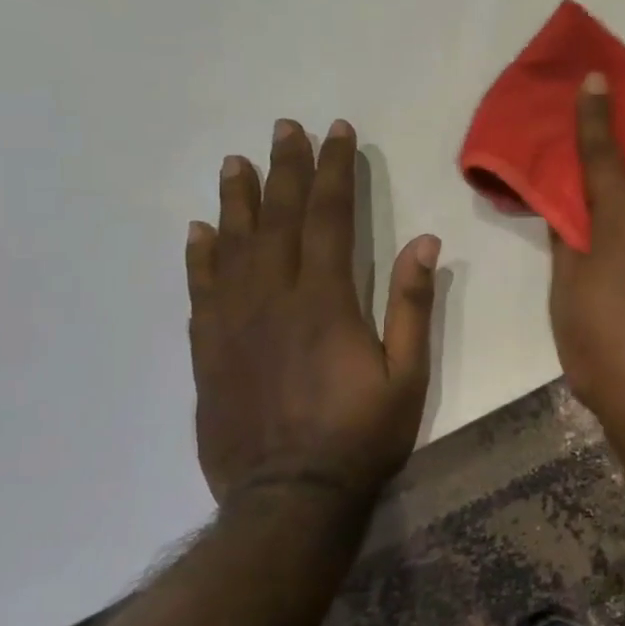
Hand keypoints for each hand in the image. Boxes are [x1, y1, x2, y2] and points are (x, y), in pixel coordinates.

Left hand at [187, 118, 439, 505]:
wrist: (289, 497)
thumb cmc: (361, 435)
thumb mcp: (407, 374)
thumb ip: (411, 305)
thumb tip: (424, 241)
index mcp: (327, 301)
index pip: (331, 218)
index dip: (334, 171)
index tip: (335, 132)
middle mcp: (274, 299)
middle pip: (280, 220)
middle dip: (287, 169)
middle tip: (284, 127)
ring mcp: (233, 323)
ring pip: (234, 246)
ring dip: (239, 200)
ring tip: (238, 162)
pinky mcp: (208, 350)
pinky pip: (200, 290)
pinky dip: (200, 255)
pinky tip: (200, 230)